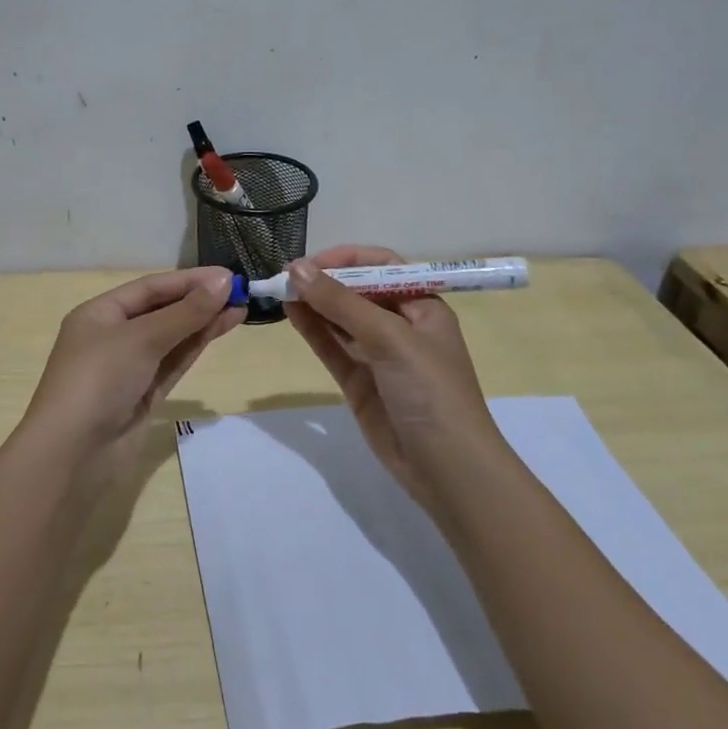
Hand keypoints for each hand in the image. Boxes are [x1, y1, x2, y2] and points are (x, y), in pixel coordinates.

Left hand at [21, 267, 243, 465]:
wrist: (73, 455)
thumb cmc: (98, 380)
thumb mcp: (141, 338)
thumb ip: (185, 312)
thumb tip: (224, 281)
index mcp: (99, 314)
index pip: (150, 288)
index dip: (189, 280)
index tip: (228, 276)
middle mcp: (112, 336)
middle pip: (161, 311)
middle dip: (198, 301)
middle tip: (241, 291)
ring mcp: (129, 368)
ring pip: (171, 338)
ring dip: (202, 323)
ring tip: (240, 308)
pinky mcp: (143, 395)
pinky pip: (173, 362)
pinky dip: (195, 346)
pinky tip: (219, 330)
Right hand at [285, 247, 497, 511]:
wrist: (447, 469)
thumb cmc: (431, 391)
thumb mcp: (391, 338)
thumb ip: (341, 303)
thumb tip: (296, 268)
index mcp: (423, 307)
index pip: (383, 267)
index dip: (348, 259)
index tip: (311, 261)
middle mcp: (401, 326)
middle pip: (358, 292)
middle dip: (325, 281)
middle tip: (286, 276)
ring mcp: (379, 356)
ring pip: (341, 320)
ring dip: (314, 304)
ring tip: (280, 291)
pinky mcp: (360, 382)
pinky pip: (333, 348)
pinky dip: (313, 330)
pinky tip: (291, 313)